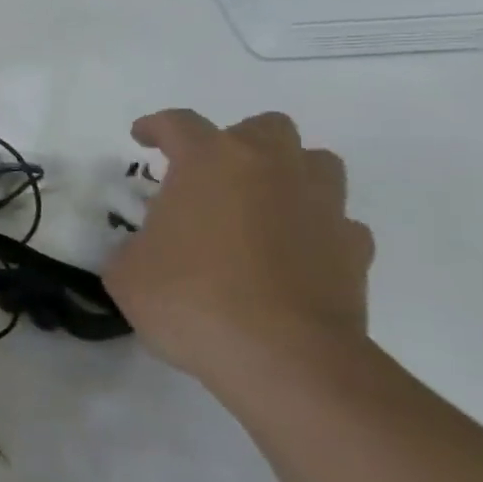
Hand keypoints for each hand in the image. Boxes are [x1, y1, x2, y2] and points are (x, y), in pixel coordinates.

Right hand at [104, 109, 374, 393]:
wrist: (283, 357)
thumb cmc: (190, 298)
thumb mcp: (127, 272)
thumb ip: (133, 248)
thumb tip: (147, 251)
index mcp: (209, 161)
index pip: (178, 124)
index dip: (156, 127)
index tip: (142, 137)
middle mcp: (270, 167)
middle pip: (262, 128)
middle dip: (235, 143)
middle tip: (210, 177)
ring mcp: (321, 205)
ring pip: (314, 163)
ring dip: (286, 175)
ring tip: (259, 207)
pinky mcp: (354, 249)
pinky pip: (336, 221)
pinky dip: (314, 229)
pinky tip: (292, 254)